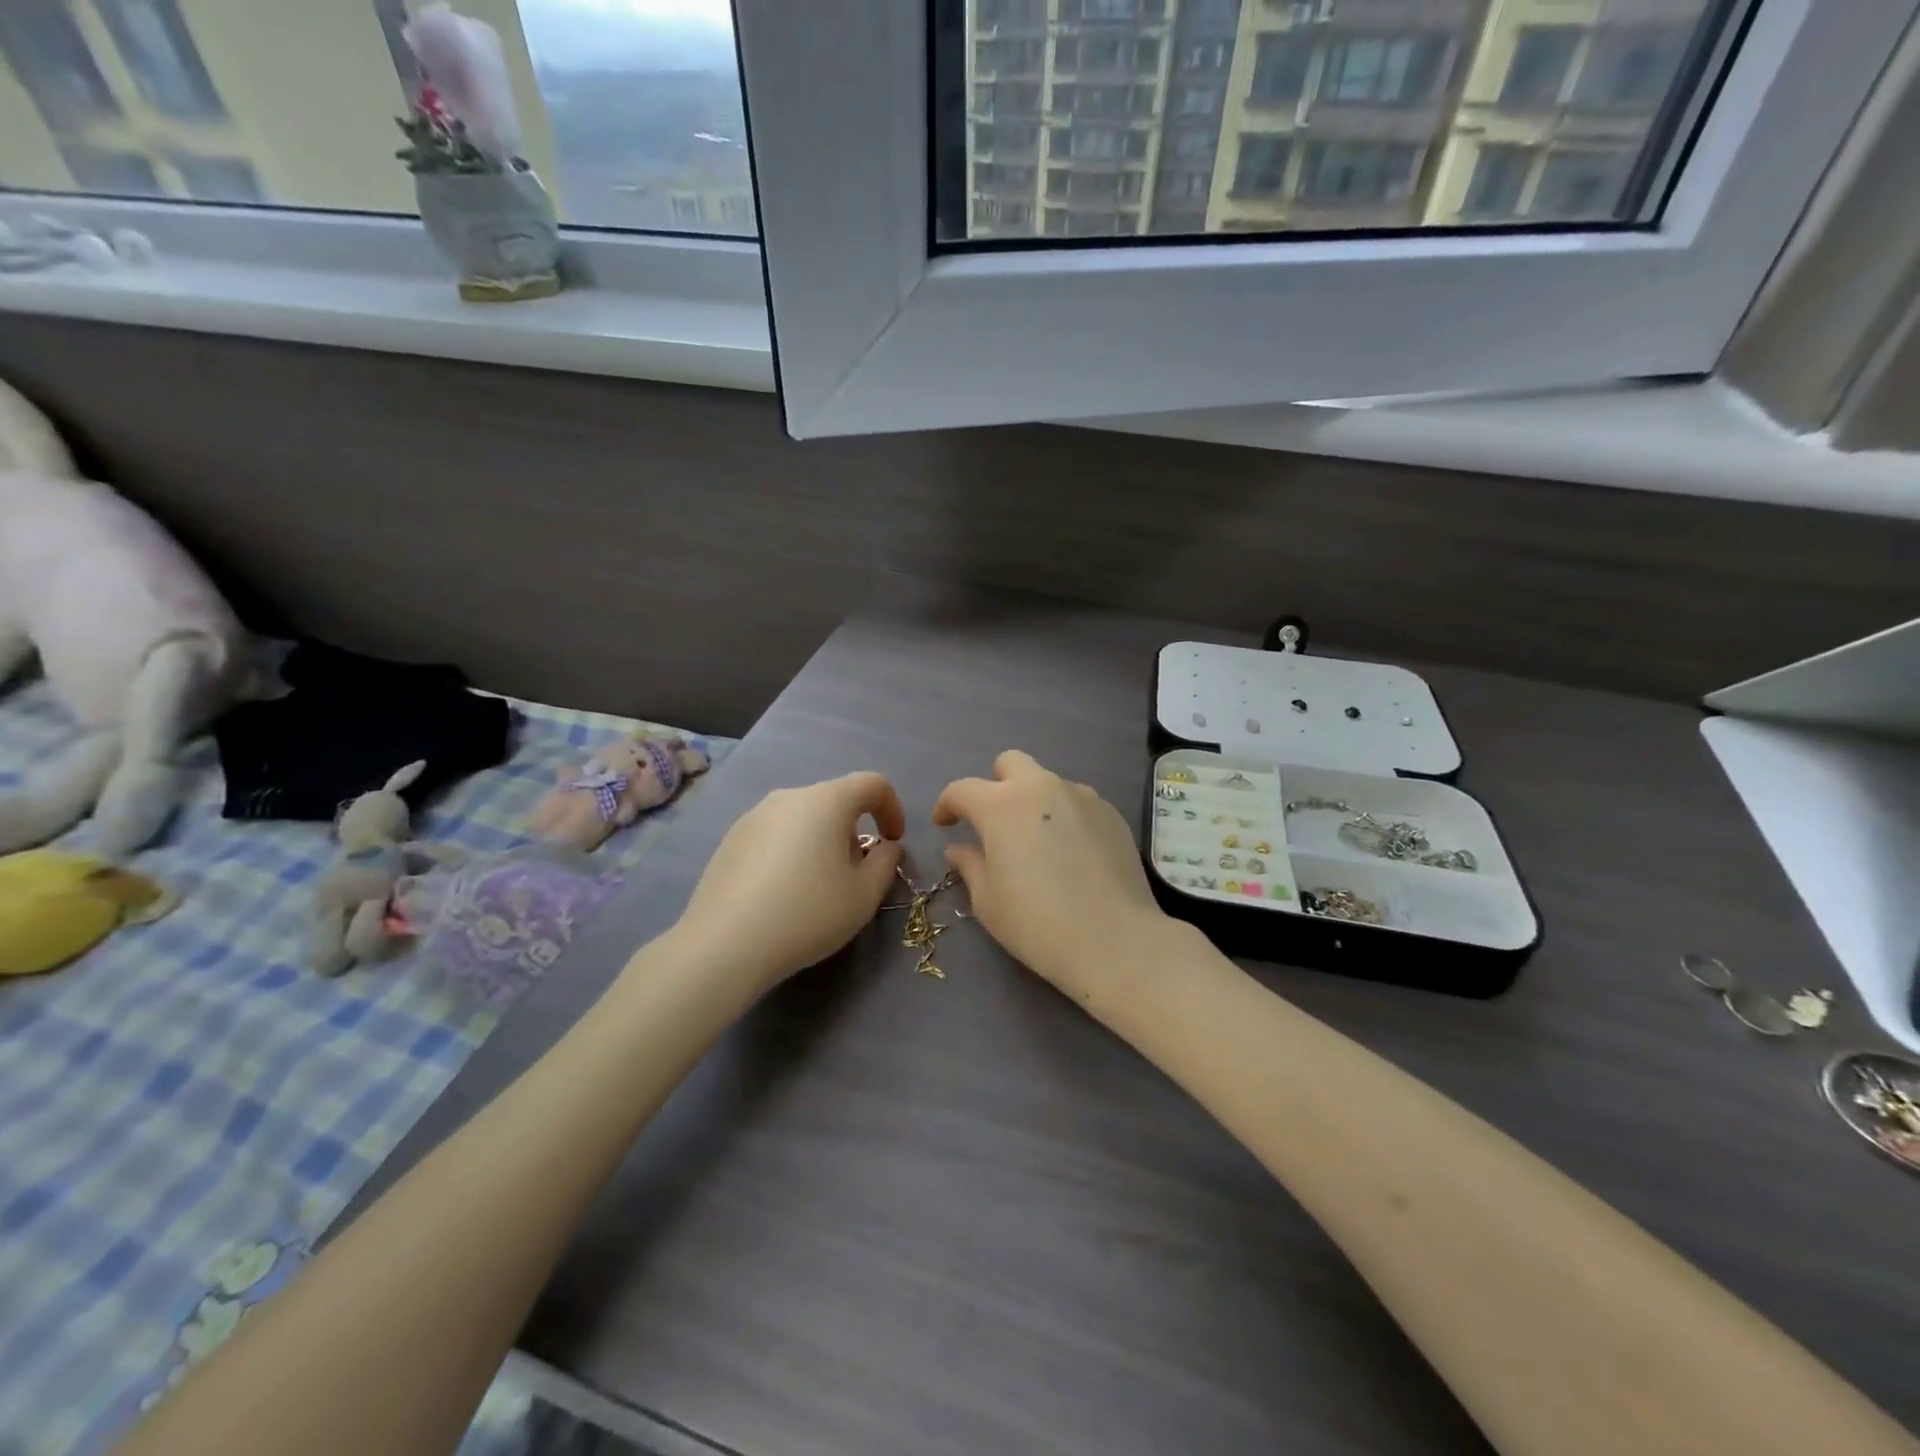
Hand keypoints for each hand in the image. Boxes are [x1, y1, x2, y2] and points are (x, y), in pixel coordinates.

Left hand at [673, 773, 906, 993]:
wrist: (725, 944)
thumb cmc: (808, 913)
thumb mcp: (865, 894)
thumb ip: (886, 862)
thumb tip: (884, 847)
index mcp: (826, 800)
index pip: (871, 784)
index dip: (892, 808)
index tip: (894, 842)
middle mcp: (788, 796)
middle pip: (835, 800)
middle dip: (854, 829)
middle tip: (856, 872)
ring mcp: (753, 816)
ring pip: (802, 817)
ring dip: (821, 840)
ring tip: (818, 885)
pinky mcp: (730, 840)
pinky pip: (775, 834)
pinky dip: (790, 851)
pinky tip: (782, 892)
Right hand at [935, 751, 1178, 1005]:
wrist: (1113, 940)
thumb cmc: (1037, 923)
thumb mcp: (988, 901)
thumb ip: (969, 865)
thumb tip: (958, 849)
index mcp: (1001, 805)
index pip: (963, 789)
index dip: (947, 805)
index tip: (945, 825)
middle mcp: (1041, 788)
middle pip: (1010, 763)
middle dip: (995, 784)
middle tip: (993, 821)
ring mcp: (1082, 796)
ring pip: (1047, 781)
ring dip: (1033, 801)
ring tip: (1037, 841)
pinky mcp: (1111, 813)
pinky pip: (1078, 802)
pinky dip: (1065, 816)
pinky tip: (1070, 853)